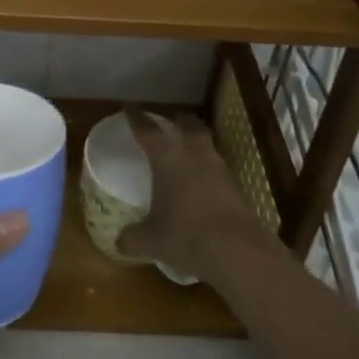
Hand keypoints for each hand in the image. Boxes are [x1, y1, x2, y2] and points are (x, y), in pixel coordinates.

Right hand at [115, 107, 273, 281]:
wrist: (239, 251)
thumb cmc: (186, 236)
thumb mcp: (151, 240)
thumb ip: (132, 237)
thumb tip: (119, 242)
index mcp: (167, 157)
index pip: (147, 129)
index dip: (136, 117)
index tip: (129, 107)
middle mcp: (193, 153)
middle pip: (185, 123)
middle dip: (174, 120)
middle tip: (165, 123)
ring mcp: (218, 166)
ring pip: (204, 141)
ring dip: (193, 141)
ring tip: (184, 150)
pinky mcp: (235, 184)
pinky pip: (216, 165)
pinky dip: (206, 166)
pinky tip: (200, 181)